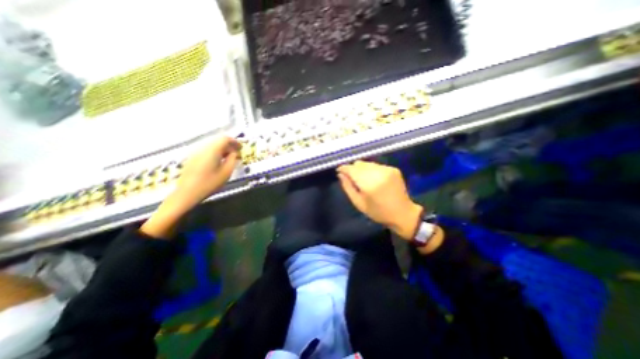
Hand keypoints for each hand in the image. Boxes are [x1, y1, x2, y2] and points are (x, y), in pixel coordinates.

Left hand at [174, 134, 240, 208]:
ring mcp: (195, 153)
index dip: (234, 141)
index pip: (224, 139)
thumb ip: (232, 160)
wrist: (187, 193)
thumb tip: (234, 153)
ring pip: (211, 145)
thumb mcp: (226, 172)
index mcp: (212, 151)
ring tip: (228, 158)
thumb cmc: (209, 184)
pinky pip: (206, 150)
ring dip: (222, 149)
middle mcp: (202, 148)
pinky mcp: (192, 158)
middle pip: (217, 140)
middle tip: (236, 153)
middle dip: (228, 145)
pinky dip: (215, 152)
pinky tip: (218, 161)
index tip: (240, 147)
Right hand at [336, 162, 423, 239]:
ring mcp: (387, 170)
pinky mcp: (393, 169)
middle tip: (350, 177)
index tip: (339, 170)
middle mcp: (378, 173)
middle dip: (352, 169)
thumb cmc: (378, 212)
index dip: (343, 168)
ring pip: (367, 163)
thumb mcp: (359, 203)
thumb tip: (340, 174)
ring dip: (361, 169)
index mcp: (368, 184)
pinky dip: (371, 169)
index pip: (352, 169)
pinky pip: (376, 165)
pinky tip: (373, 178)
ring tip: (362, 178)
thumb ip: (348, 187)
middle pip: (359, 164)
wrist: (403, 213)